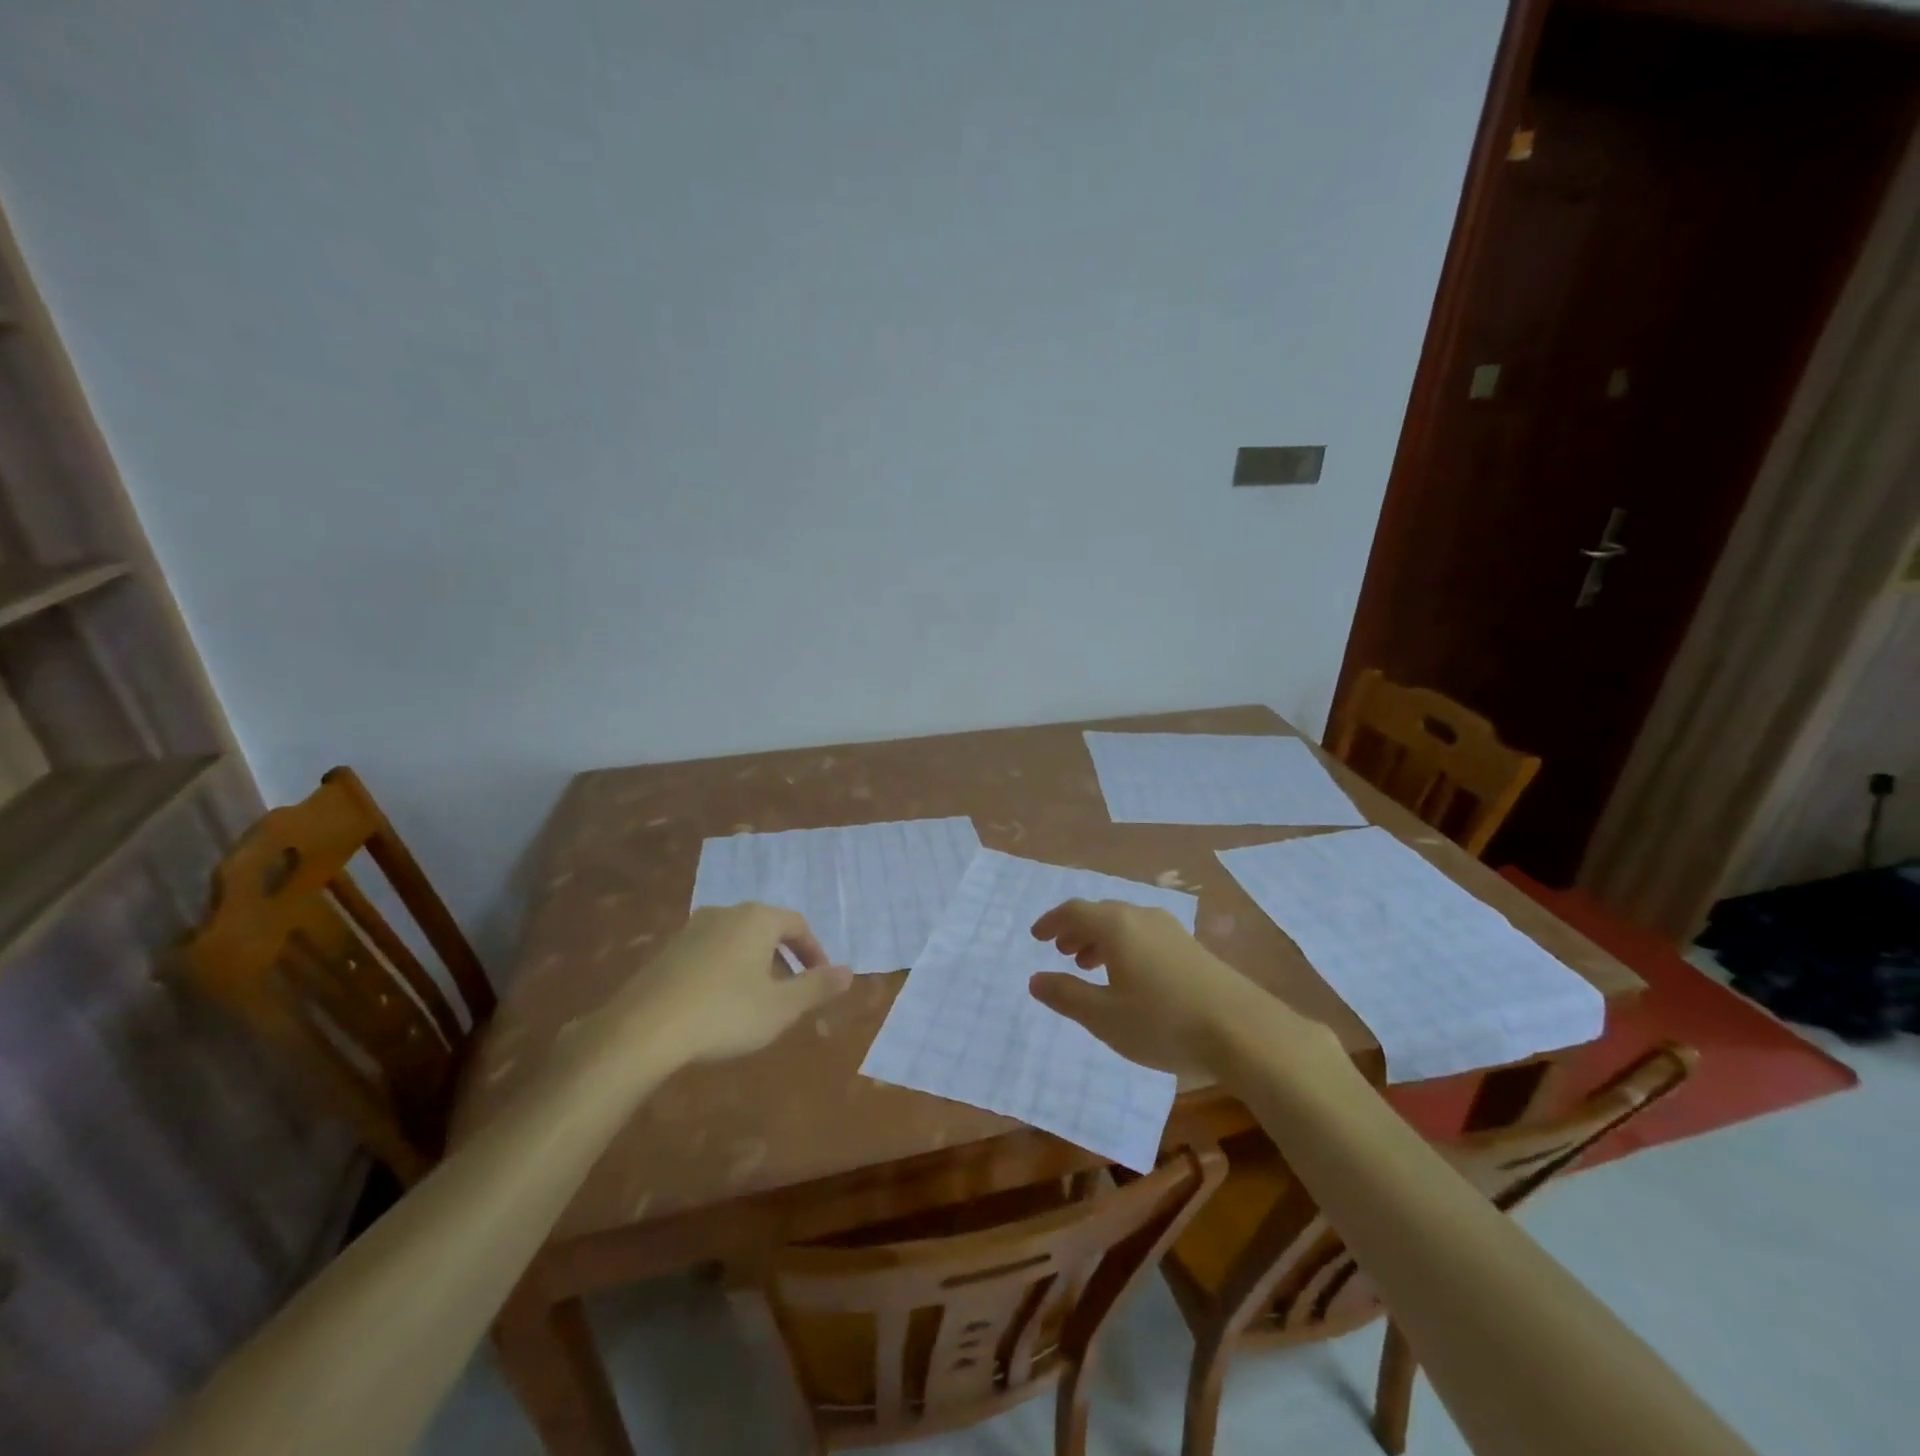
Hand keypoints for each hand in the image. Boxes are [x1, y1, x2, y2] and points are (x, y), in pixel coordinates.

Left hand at [614, 903, 852, 1063]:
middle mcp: (725, 913)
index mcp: (757, 918)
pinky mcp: (666, 952)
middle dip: (784, 959)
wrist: (643, 1029)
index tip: (821, 979)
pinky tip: (718, 1006)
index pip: (797, 924)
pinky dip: (724, 972)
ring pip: (736, 941)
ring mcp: (691, 930)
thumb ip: (817, 987)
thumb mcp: (781, 1007)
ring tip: (757, 1001)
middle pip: (766, 930)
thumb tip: (849, 972)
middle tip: (791, 992)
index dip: (814, 952)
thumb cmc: (725, 1013)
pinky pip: (709, 954)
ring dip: (753, 966)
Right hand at [1028, 899, 1306, 1077]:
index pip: (1074, 911)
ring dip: (1101, 940)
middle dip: (1077, 931)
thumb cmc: (1163, 1022)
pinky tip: (1131, 978)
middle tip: (1062, 952)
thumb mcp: (1104, 1017)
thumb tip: (1035, 978)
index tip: (1036, 938)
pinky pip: (1146, 935)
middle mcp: (1143, 917)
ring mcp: (1172, 930)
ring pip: (1126, 925)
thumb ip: (1066, 995)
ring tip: (1091, 966)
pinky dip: (1125, 948)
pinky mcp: (1193, 948)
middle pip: (1101, 913)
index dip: (1051, 922)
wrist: (1243, 1031)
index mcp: (1116, 925)